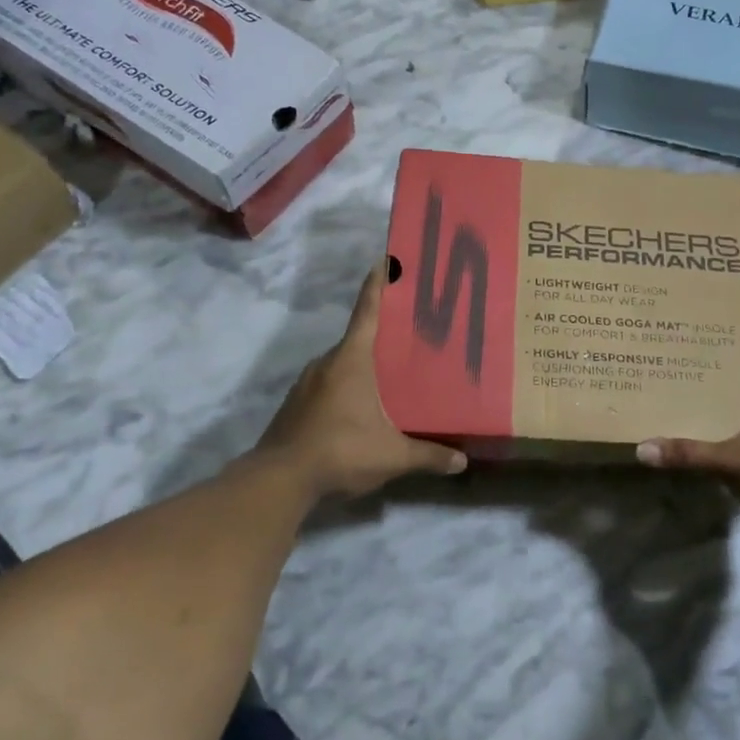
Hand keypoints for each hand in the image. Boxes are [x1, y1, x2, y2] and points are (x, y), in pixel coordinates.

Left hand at [256, 264, 466, 499]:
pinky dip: (345, 385)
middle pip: (358, 336)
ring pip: (342, 362)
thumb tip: (462, 463)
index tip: (385, 259)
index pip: (367, 311)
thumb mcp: (391, 456)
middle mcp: (328, 361)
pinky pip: (328, 382)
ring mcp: (307, 382)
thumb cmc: (340, 451)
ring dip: (362, 363)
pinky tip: (360, 405)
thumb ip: (428, 455)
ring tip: (389, 372)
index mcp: (352, 359)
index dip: (377, 284)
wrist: (278, 480)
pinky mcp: (296, 403)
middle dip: (381, 333)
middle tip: (409, 333)